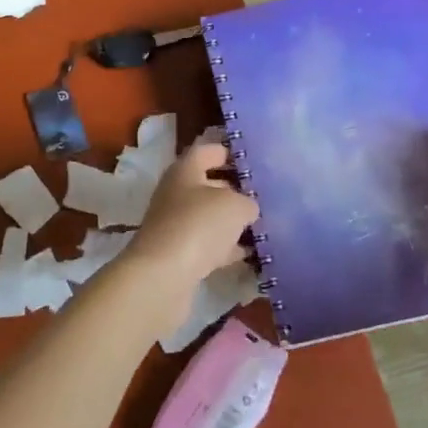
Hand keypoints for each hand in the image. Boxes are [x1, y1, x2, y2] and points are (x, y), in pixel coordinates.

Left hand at [120, 142, 259, 310]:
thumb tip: (248, 208)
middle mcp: (176, 194)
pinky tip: (250, 254)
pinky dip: (227, 248)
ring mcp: (175, 225)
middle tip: (264, 195)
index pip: (207, 151)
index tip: (253, 159)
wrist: (163, 276)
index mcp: (184, 171)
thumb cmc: (199, 225)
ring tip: (263, 224)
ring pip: (209, 217)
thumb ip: (247, 201)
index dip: (228, 152)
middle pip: (208, 185)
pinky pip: (208, 245)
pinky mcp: (178, 255)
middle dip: (235, 189)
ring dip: (231, 221)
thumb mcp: (235, 205)